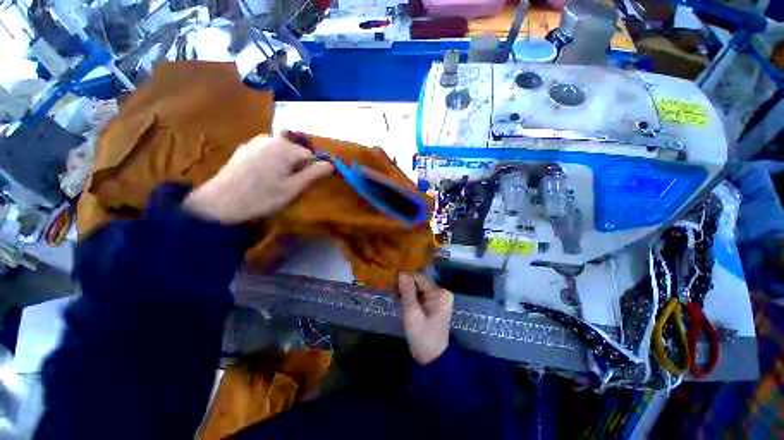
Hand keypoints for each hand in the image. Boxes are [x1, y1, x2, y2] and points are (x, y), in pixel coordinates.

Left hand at [183, 135, 332, 223]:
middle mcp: (271, 139)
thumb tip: (330, 165)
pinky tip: (262, 176)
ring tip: (275, 182)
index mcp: (285, 148)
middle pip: (296, 151)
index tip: (302, 185)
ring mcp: (256, 142)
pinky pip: (268, 152)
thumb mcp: (293, 188)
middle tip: (288, 185)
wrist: (220, 203)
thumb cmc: (262, 197)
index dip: (310, 170)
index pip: (310, 155)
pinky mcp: (245, 148)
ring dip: (285, 165)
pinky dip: (272, 162)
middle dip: (297, 167)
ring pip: (282, 152)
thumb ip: (314, 174)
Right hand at [398, 273, 452, 364]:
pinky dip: (409, 296)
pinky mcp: (432, 303)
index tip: (391, 283)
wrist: (432, 359)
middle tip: (390, 290)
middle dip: (404, 285)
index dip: (405, 279)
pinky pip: (419, 294)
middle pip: (419, 282)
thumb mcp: (412, 314)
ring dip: (405, 290)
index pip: (419, 278)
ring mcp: (437, 298)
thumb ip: (407, 293)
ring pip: (417, 287)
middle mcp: (441, 292)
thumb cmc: (423, 337)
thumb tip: (402, 273)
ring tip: (393, 296)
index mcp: (440, 294)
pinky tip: (399, 300)